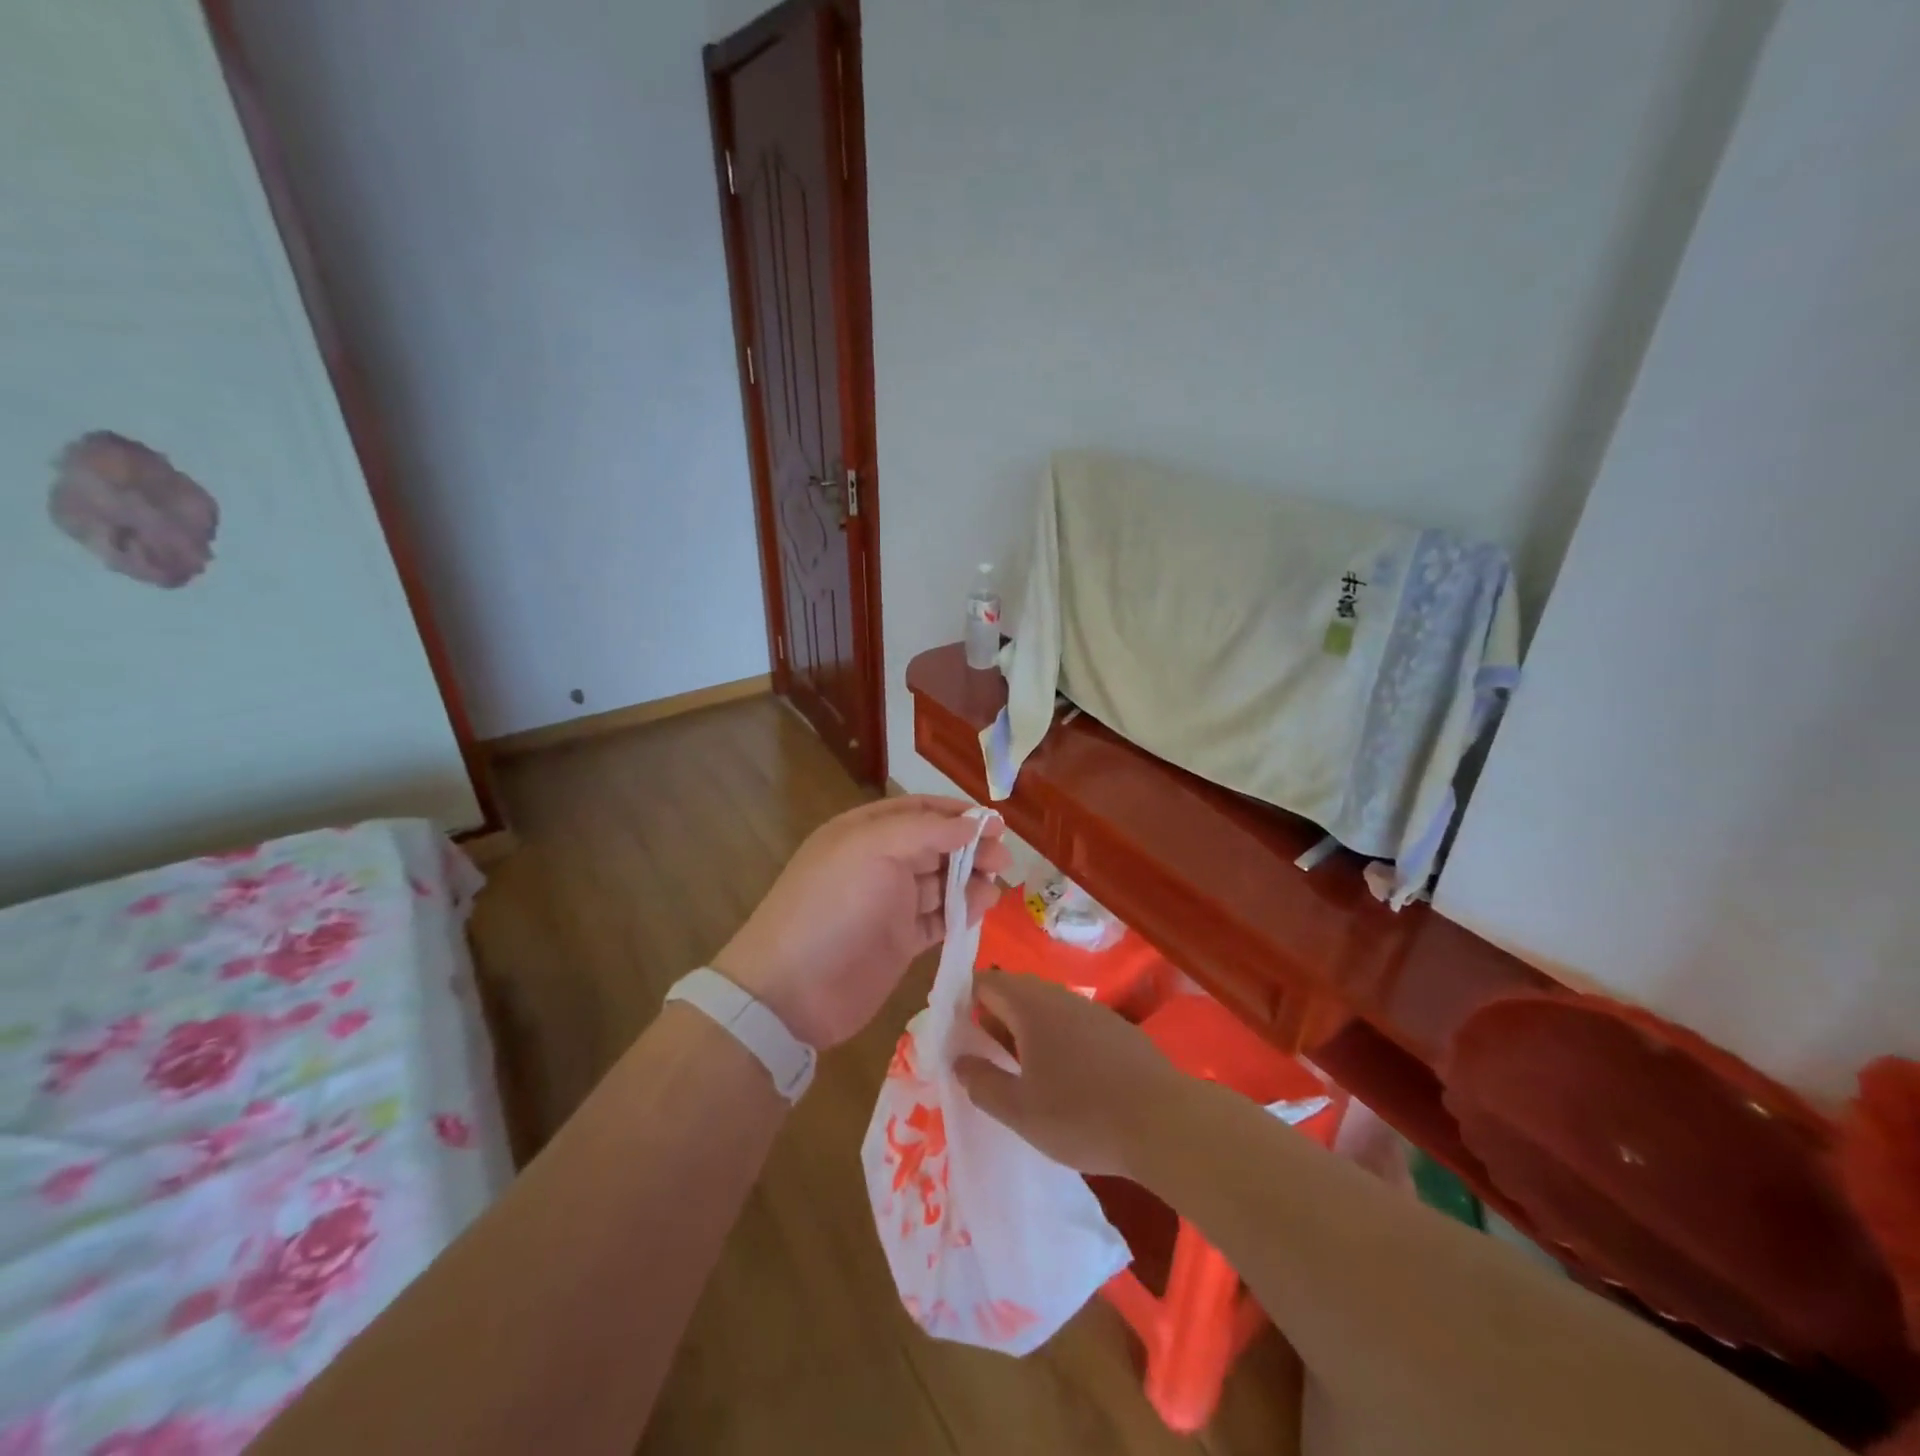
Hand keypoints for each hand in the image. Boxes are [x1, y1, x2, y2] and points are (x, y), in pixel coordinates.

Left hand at [713, 796, 1010, 1048]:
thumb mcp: (873, 850)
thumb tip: (972, 824)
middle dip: (970, 847)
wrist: (792, 991)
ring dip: (970, 878)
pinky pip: (939, 918)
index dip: (956, 814)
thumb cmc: (832, 906)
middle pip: (934, 845)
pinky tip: (983, 906)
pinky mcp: (899, 941)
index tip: (995, 823)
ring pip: (940, 882)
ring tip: (997, 883)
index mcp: (864, 832)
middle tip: (1003, 857)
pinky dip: (962, 910)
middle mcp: (878, 863)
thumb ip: (926, 831)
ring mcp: (889, 904)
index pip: (918, 811)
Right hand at [955, 970, 1186, 1176]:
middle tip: (983, 1055)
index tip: (955, 1032)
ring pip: (1045, 1007)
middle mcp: (1059, 996)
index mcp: (1030, 1006)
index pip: (985, 983)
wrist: (1163, 1122)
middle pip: (1015, 991)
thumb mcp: (1020, 1111)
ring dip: (1024, 1029)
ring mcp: (1091, 1009)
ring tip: (1019, 1070)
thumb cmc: (1081, 1115)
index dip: (963, 1001)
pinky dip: (1054, 1038)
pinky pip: (1071, 1021)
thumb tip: (959, 1061)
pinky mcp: (1115, 1028)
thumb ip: (982, 1083)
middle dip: (993, 1017)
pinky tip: (1062, 1076)